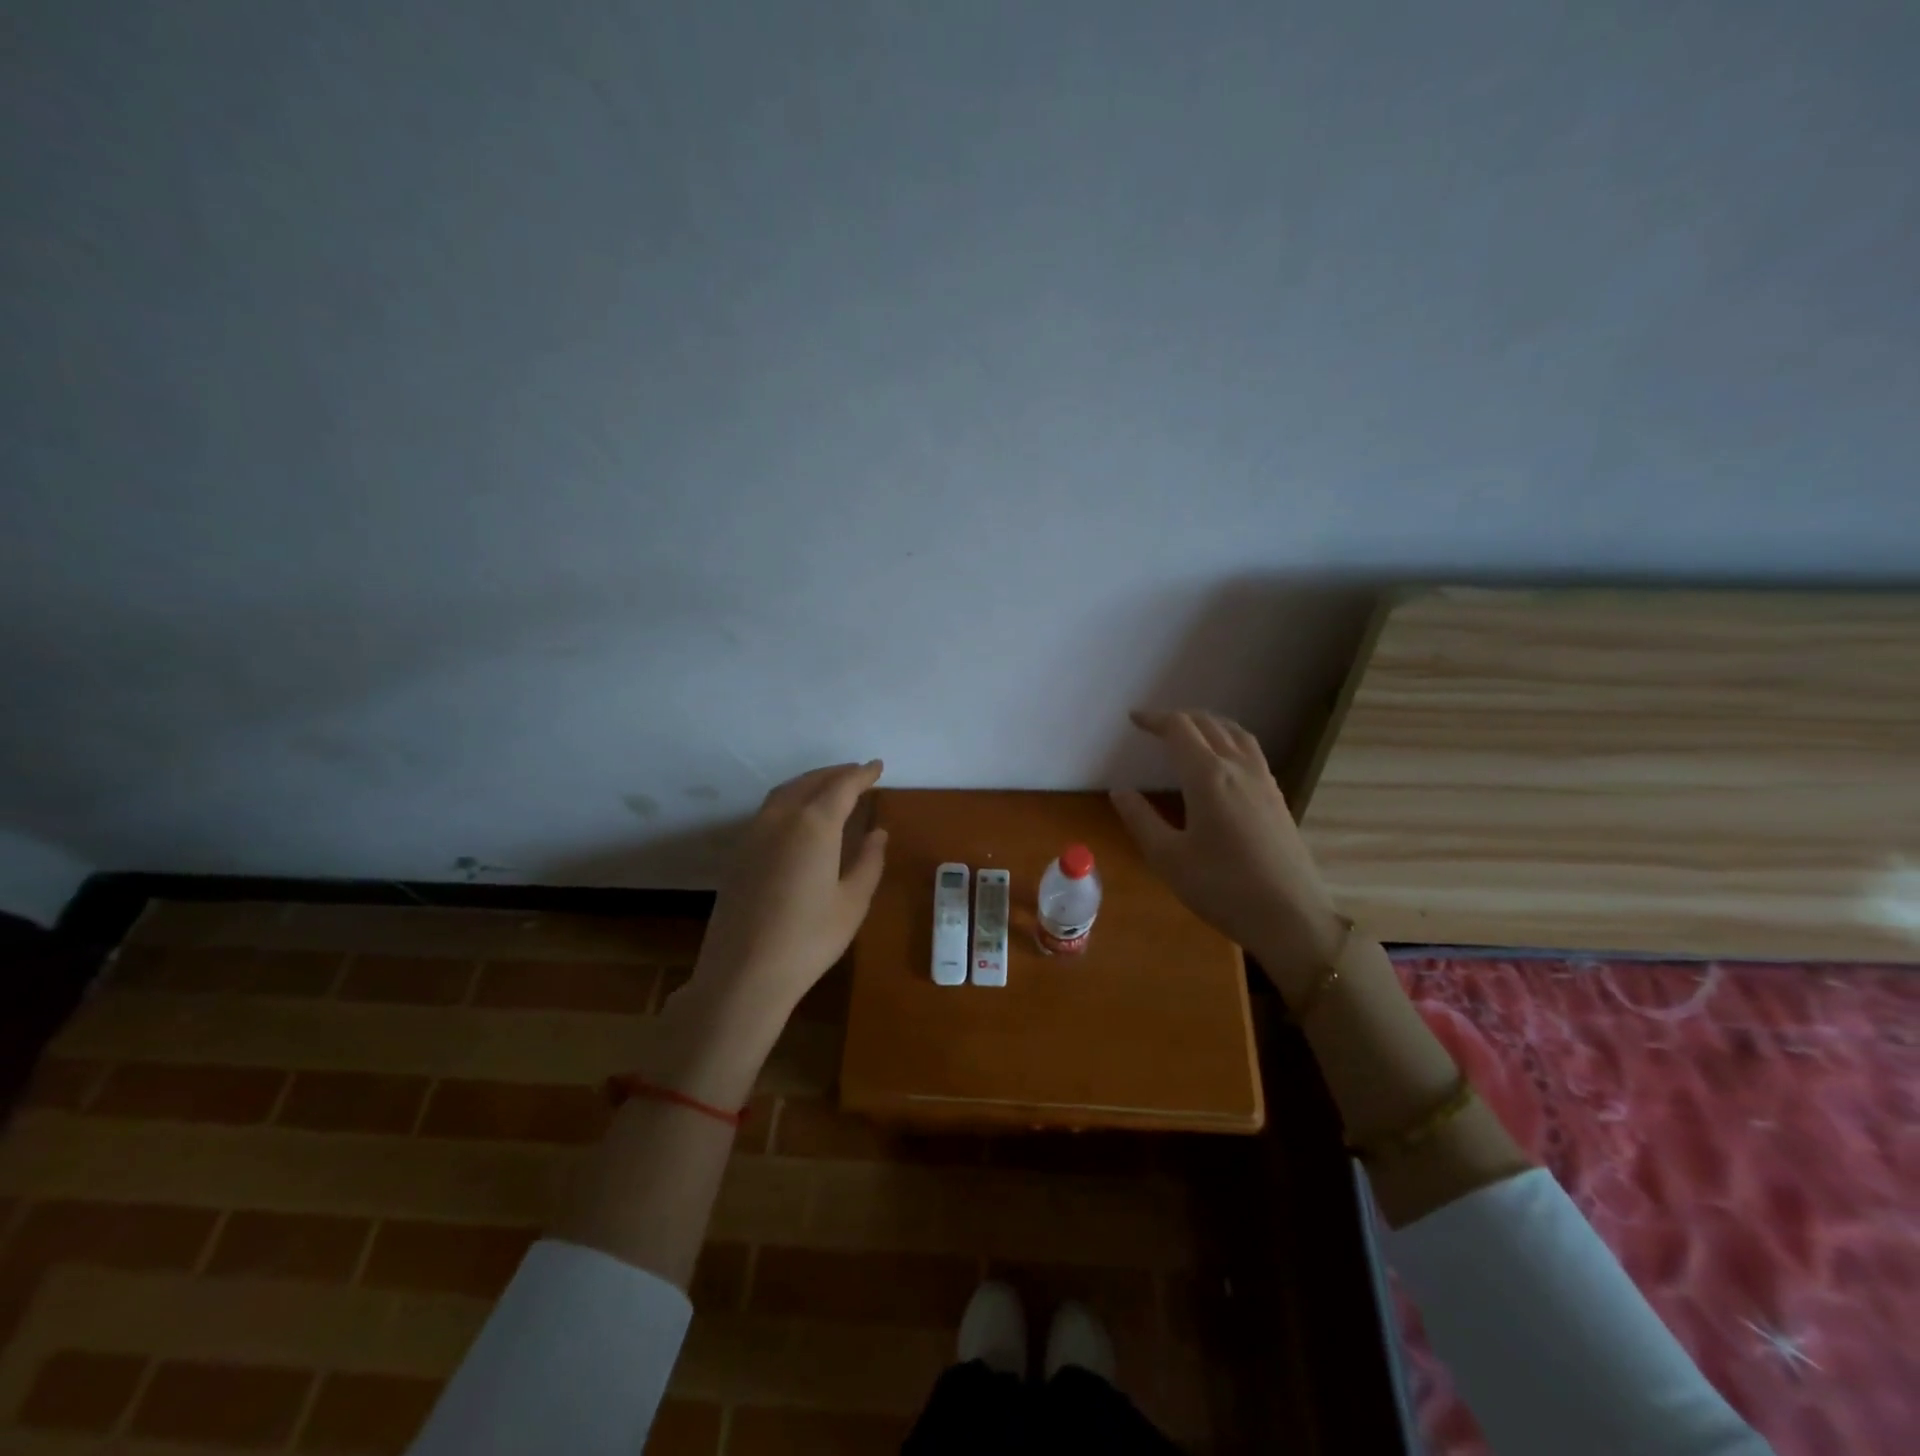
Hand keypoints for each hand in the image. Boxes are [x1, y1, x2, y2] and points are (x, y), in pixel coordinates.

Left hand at [675, 761, 888, 1045]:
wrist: (744, 973)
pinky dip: (791, 799)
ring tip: (831, 787)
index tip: (877, 767)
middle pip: (810, 782)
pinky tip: (800, 817)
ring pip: (785, 792)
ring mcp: (754, 834)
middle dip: (836, 773)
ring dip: (810, 783)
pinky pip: (769, 810)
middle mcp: (781, 818)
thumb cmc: (809, 939)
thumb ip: (868, 861)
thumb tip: (878, 832)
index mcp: (814, 824)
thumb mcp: (852, 902)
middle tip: (858, 773)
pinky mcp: (739, 853)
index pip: (842, 786)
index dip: (862, 774)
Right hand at [1112, 710, 1345, 993]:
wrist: (1291, 917)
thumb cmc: (1222, 888)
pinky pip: (1251, 751)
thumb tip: (1119, 791)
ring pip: (1235, 734)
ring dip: (1209, 724)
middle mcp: (1237, 768)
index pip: (1179, 730)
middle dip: (1179, 718)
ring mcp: (1263, 781)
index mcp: (1207, 776)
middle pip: (1209, 725)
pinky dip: (1230, 740)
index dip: (1154, 719)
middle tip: (1155, 725)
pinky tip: (1224, 761)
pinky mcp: (1277, 798)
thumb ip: (1140, 819)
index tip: (1134, 719)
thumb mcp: (1168, 858)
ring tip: (1190, 731)